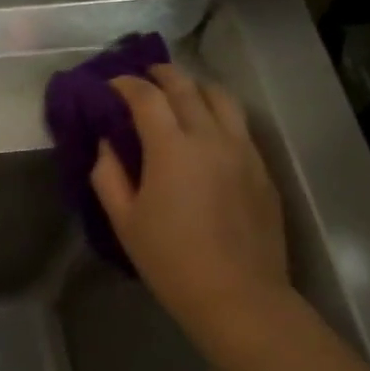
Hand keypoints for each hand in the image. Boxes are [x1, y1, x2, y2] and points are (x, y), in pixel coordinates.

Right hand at [90, 64, 288, 339]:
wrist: (238, 295)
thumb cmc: (170, 260)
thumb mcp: (124, 220)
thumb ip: (108, 175)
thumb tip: (107, 144)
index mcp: (172, 148)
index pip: (147, 97)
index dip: (125, 84)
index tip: (110, 84)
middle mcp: (211, 137)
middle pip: (186, 87)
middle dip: (161, 75)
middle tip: (142, 76)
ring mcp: (244, 150)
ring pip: (222, 98)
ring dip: (195, 86)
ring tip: (179, 92)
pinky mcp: (262, 168)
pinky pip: (240, 124)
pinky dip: (218, 112)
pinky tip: (207, 128)